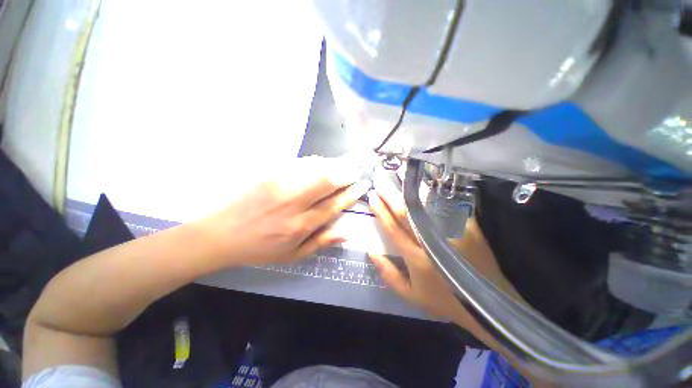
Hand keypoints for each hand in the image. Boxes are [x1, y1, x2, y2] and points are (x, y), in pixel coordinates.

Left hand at [202, 156, 370, 265]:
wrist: (222, 232)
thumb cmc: (260, 247)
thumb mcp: (292, 255)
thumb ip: (321, 242)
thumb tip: (347, 232)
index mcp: (300, 225)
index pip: (334, 204)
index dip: (351, 193)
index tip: (362, 184)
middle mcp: (293, 202)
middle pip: (328, 180)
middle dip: (347, 173)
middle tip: (357, 170)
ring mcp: (280, 183)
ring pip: (316, 167)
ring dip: (335, 164)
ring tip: (345, 164)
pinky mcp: (270, 172)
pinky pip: (301, 162)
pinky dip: (318, 161)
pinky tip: (323, 163)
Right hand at [367, 172, 521, 321]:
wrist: (488, 302)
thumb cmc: (445, 299)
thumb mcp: (411, 296)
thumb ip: (389, 275)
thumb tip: (371, 252)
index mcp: (416, 258)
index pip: (393, 228)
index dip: (381, 211)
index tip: (372, 197)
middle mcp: (432, 241)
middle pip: (407, 214)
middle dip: (390, 196)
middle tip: (380, 181)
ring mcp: (452, 232)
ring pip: (427, 206)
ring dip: (411, 190)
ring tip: (401, 174)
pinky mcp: (468, 227)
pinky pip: (449, 206)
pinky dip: (436, 194)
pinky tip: (426, 182)